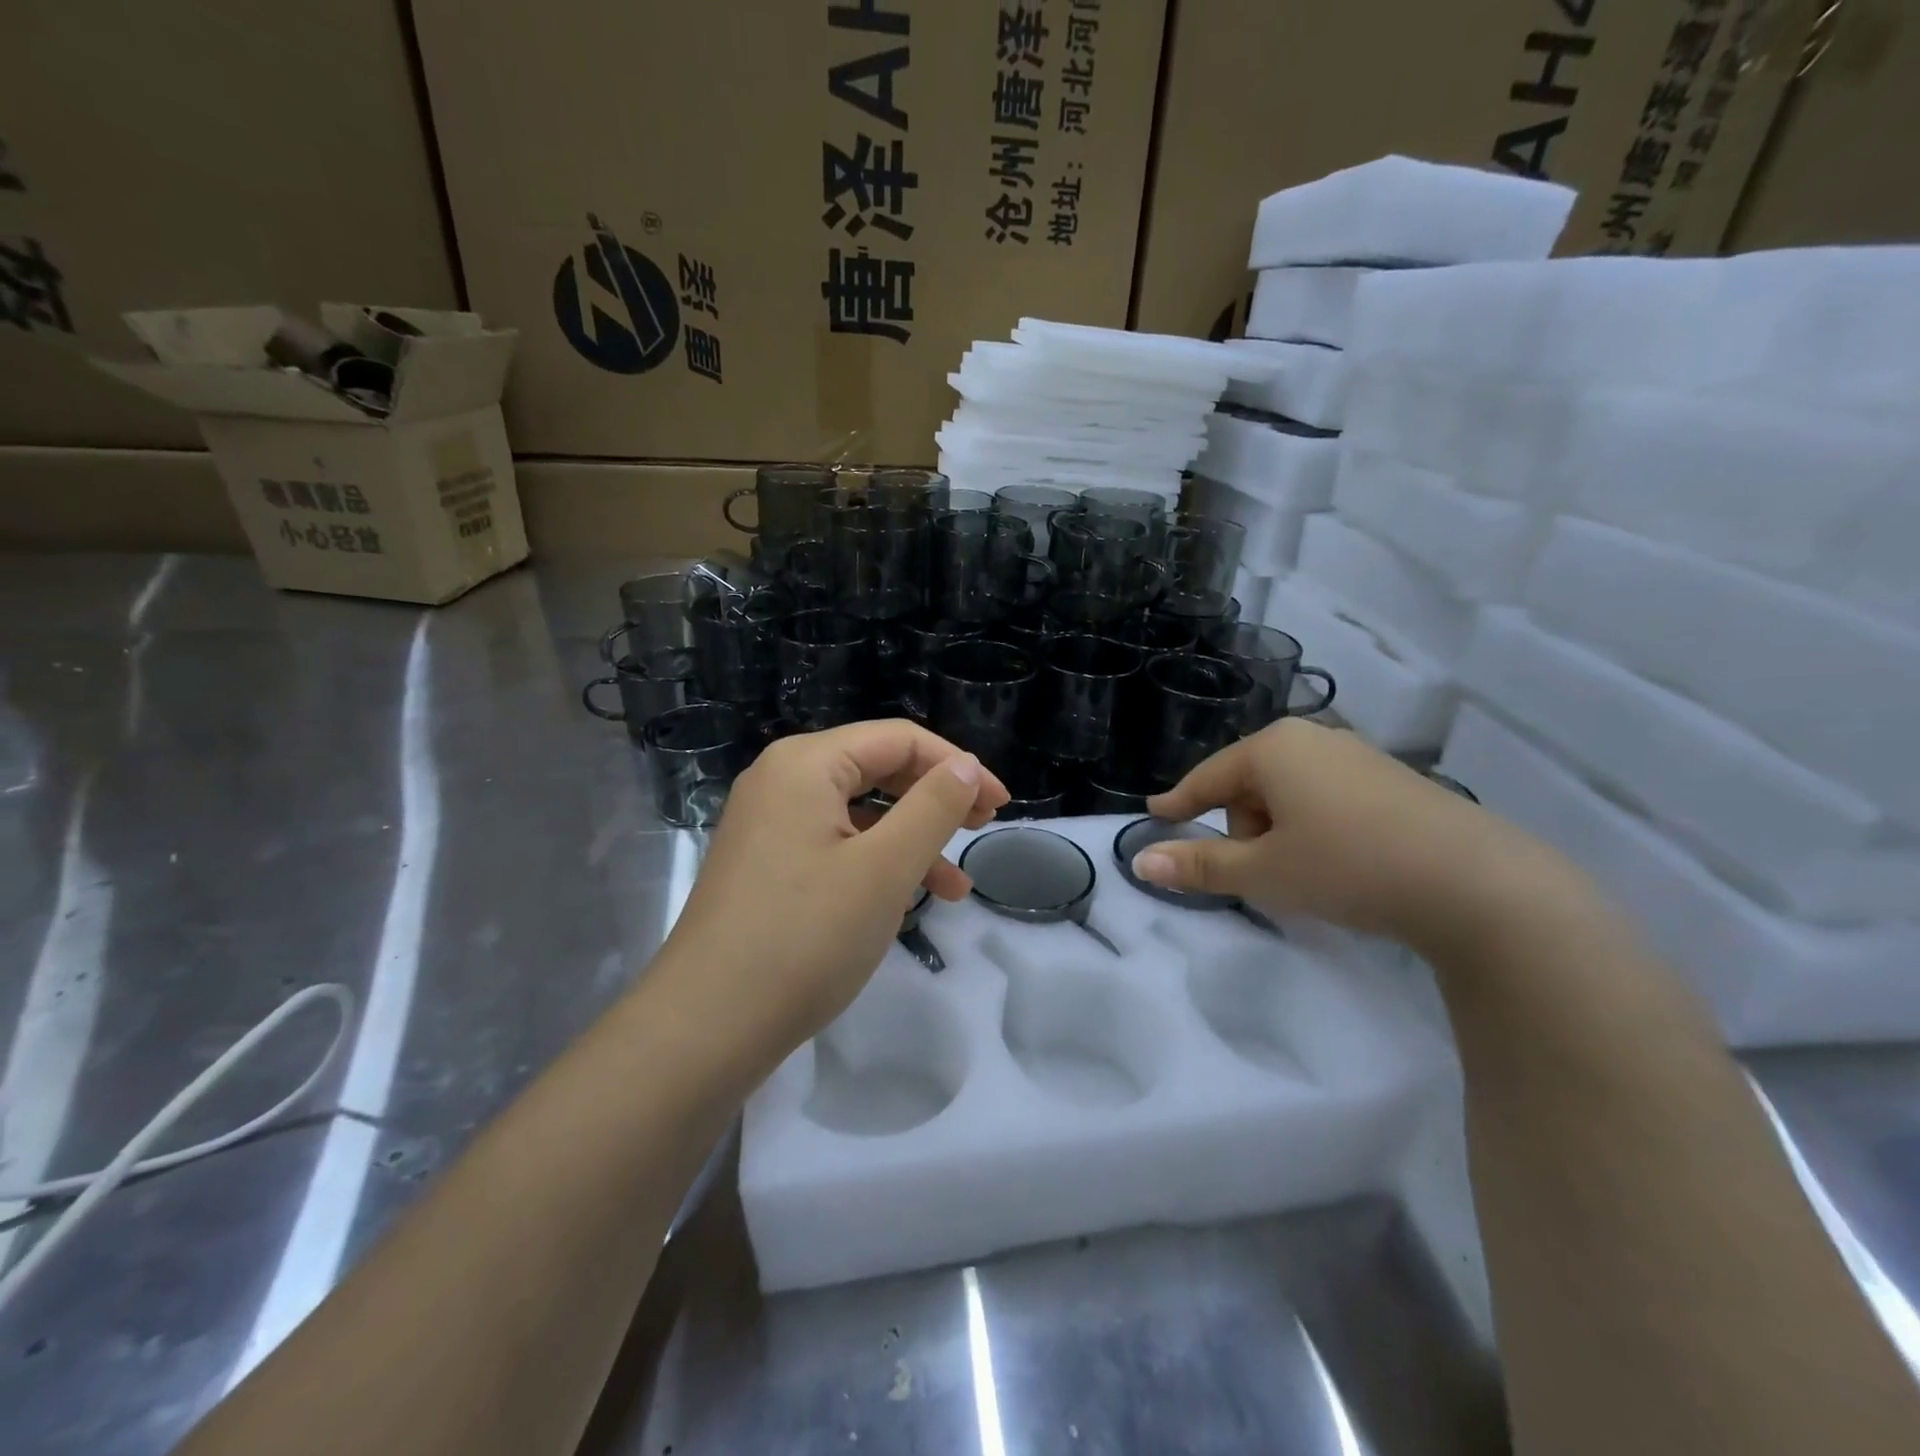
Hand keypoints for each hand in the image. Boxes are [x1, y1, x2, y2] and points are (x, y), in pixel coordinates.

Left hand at [651, 720, 1007, 1065]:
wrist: (705, 1026)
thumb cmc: (805, 938)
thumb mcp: (885, 868)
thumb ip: (933, 807)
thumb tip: (966, 766)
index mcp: (806, 764)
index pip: (899, 740)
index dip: (957, 766)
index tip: (1000, 806)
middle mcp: (781, 780)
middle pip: (876, 768)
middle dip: (935, 798)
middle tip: (982, 829)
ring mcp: (768, 824)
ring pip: (858, 813)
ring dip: (911, 839)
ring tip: (956, 887)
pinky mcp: (765, 864)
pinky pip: (834, 844)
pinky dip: (875, 863)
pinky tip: (906, 899)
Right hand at [1135, 718, 1593, 952]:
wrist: (1477, 883)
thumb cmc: (1348, 866)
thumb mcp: (1264, 872)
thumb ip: (1199, 864)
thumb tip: (1141, 862)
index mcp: (1273, 748)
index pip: (1208, 777)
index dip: (1179, 801)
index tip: (1155, 814)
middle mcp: (1313, 739)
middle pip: (1249, 783)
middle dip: (1242, 827)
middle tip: (1262, 871)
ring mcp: (1357, 756)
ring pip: (1289, 792)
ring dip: (1279, 830)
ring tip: (1304, 872)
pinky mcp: (1392, 780)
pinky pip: (1326, 797)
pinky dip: (1315, 827)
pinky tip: (1342, 861)